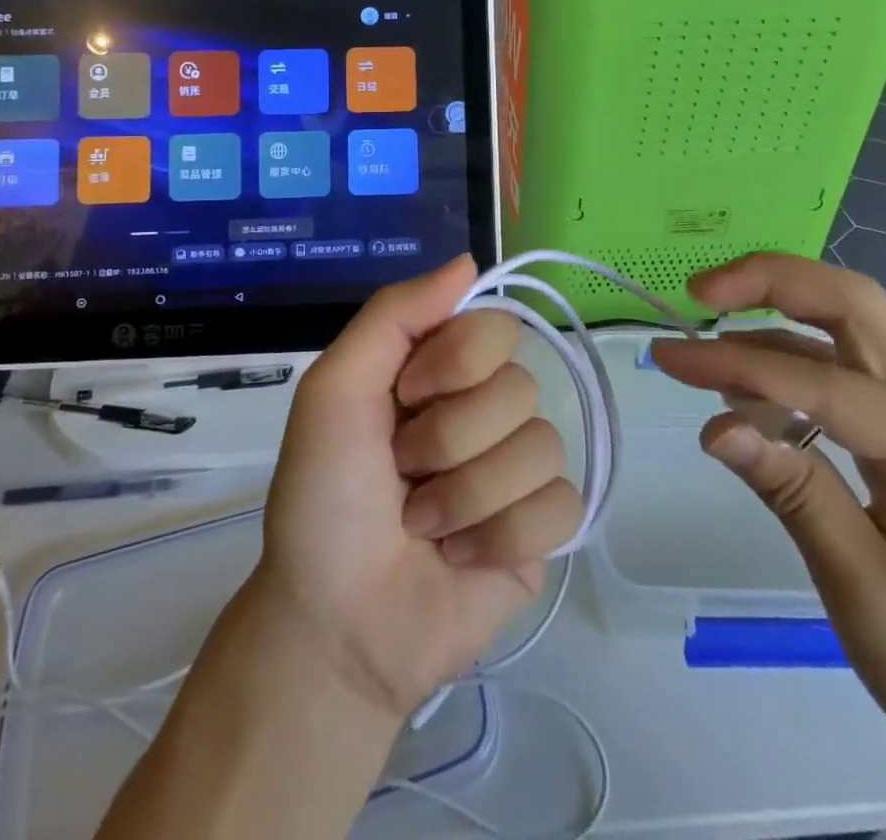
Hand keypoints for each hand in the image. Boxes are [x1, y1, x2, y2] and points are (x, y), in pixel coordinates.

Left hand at [246, 256, 582, 720]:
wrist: (335, 625)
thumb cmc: (324, 499)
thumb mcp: (334, 390)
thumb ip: (394, 314)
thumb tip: (470, 261)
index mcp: (441, 371)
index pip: (495, 326)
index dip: (456, 362)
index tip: (407, 396)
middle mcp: (485, 408)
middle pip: (519, 388)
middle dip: (448, 440)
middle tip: (402, 474)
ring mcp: (518, 468)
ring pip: (541, 447)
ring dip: (465, 497)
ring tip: (423, 526)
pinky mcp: (542, 529)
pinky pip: (561, 506)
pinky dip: (499, 538)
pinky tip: (461, 558)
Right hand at [652, 253, 885, 838]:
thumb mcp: (872, 602)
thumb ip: (796, 497)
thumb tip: (716, 427)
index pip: (828, 382)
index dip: (738, 364)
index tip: (666, 356)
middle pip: (857, 308)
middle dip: (773, 283)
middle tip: (700, 291)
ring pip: (856, 328)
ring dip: (780, 316)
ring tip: (709, 340)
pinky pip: (856, 371)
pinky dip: (798, 362)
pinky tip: (752, 384)